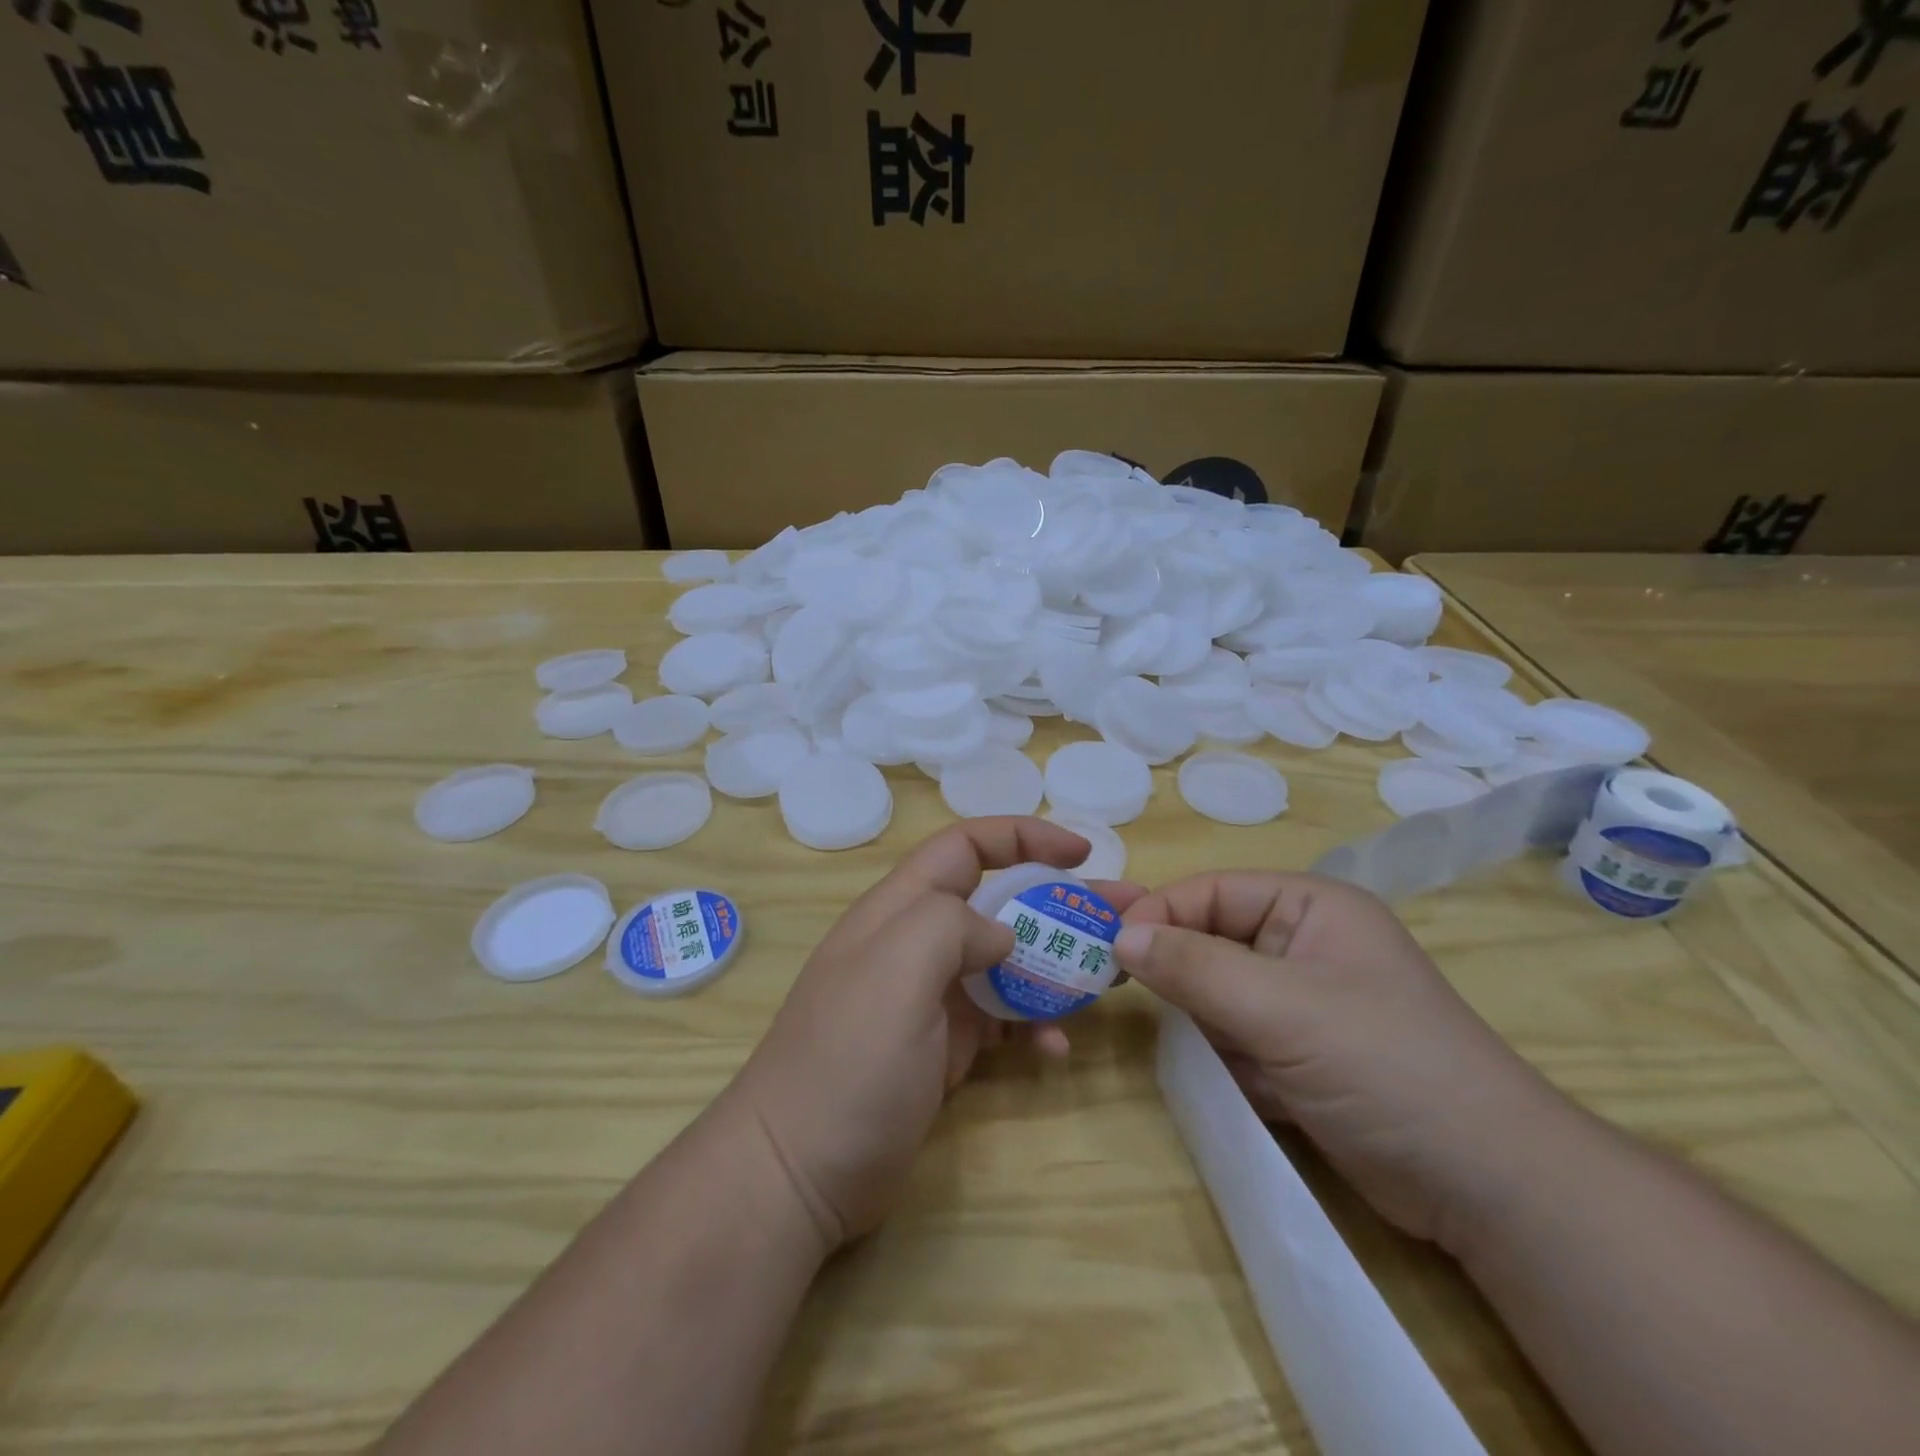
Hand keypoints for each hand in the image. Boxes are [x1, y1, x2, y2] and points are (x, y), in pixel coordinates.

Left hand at [729, 818, 1144, 1250]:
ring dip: (1058, 964)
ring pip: (1008, 962)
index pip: (966, 846)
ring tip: (1112, 977)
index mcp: (902, 910)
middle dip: (1061, 902)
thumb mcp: (895, 970)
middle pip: (1000, 903)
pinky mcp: (944, 1048)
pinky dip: (1034, 1026)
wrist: (797, 1172)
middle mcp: (918, 944)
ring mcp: (932, 999)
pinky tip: (1057, 1050)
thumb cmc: (847, 1060)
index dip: (1024, 837)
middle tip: (1125, 915)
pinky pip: (1002, 1021)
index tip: (1082, 852)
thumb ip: (952, 926)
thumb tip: (1002, 934)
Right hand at [1116, 872, 1567, 1248]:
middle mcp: (1301, 945)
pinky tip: (1234, 1082)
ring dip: (1198, 1020)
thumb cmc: (1386, 1065)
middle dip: (1172, 969)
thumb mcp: (1282, 1007)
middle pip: (1209, 940)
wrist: (1490, 1189)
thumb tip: (1119, 937)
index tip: (1106, 948)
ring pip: (1215, 994)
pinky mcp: (1298, 1056)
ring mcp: (1300, 1003)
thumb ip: (1195, 967)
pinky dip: (1222, 1058)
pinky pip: (1234, 1039)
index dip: (1158, 913)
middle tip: (1112, 989)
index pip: (1210, 892)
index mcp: (1308, 907)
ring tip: (1196, 1046)